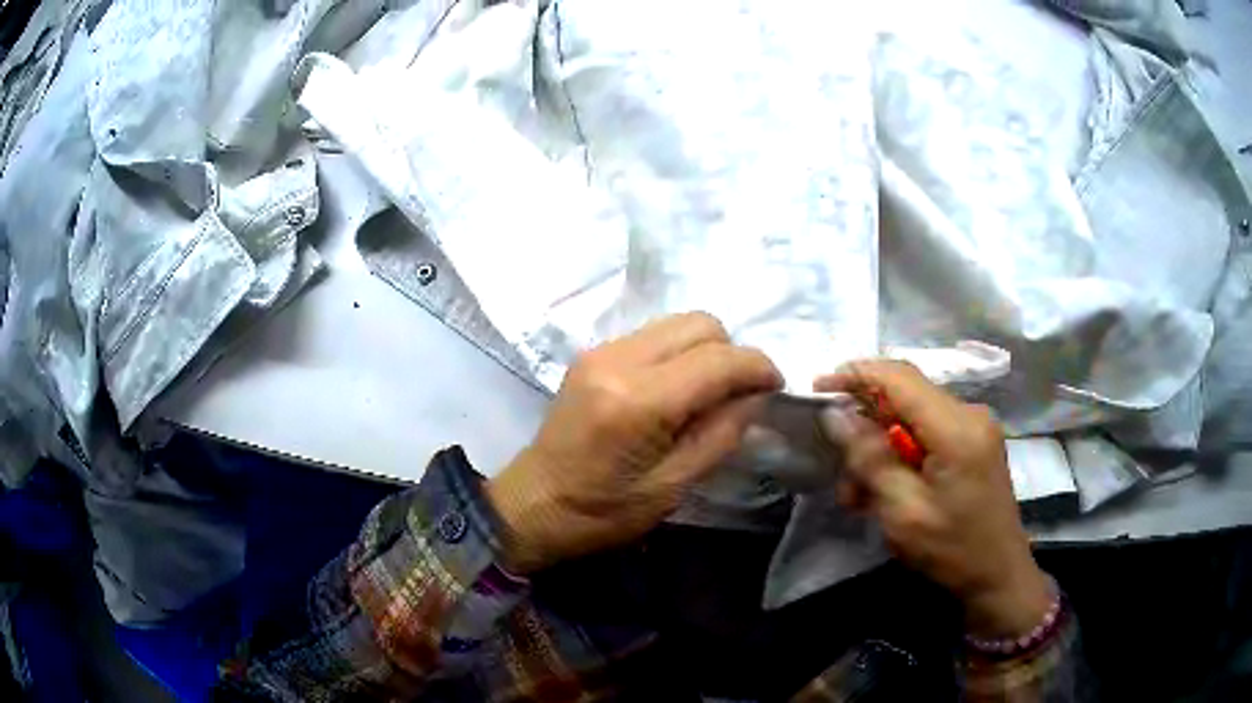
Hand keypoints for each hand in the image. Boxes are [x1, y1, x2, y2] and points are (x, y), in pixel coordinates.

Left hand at [486, 313, 782, 573]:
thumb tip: (755, 396)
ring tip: (710, 391)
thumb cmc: (602, 511)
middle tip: (740, 393)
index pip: (718, 359)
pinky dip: (678, 352)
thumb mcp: (672, 487)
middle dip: (732, 353)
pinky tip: (676, 389)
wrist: (533, 503)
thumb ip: (721, 434)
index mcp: (639, 401)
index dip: (758, 367)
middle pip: (700, 323)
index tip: (777, 387)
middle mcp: (619, 360)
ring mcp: (601, 351)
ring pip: (677, 322)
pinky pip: (653, 335)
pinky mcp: (592, 354)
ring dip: (705, 350)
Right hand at [816, 360, 1051, 638]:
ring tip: (859, 495)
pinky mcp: (975, 442)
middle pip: (906, 397)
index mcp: (957, 428)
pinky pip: (928, 433)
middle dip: (866, 426)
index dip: (856, 375)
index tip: (818, 389)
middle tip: (839, 470)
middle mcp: (970, 414)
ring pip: (913, 418)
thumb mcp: (903, 511)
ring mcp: (976, 427)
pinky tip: (887, 490)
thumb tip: (837, 415)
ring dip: (881, 448)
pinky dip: (902, 455)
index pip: (900, 378)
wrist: (998, 576)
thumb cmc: (952, 550)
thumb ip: (870, 458)